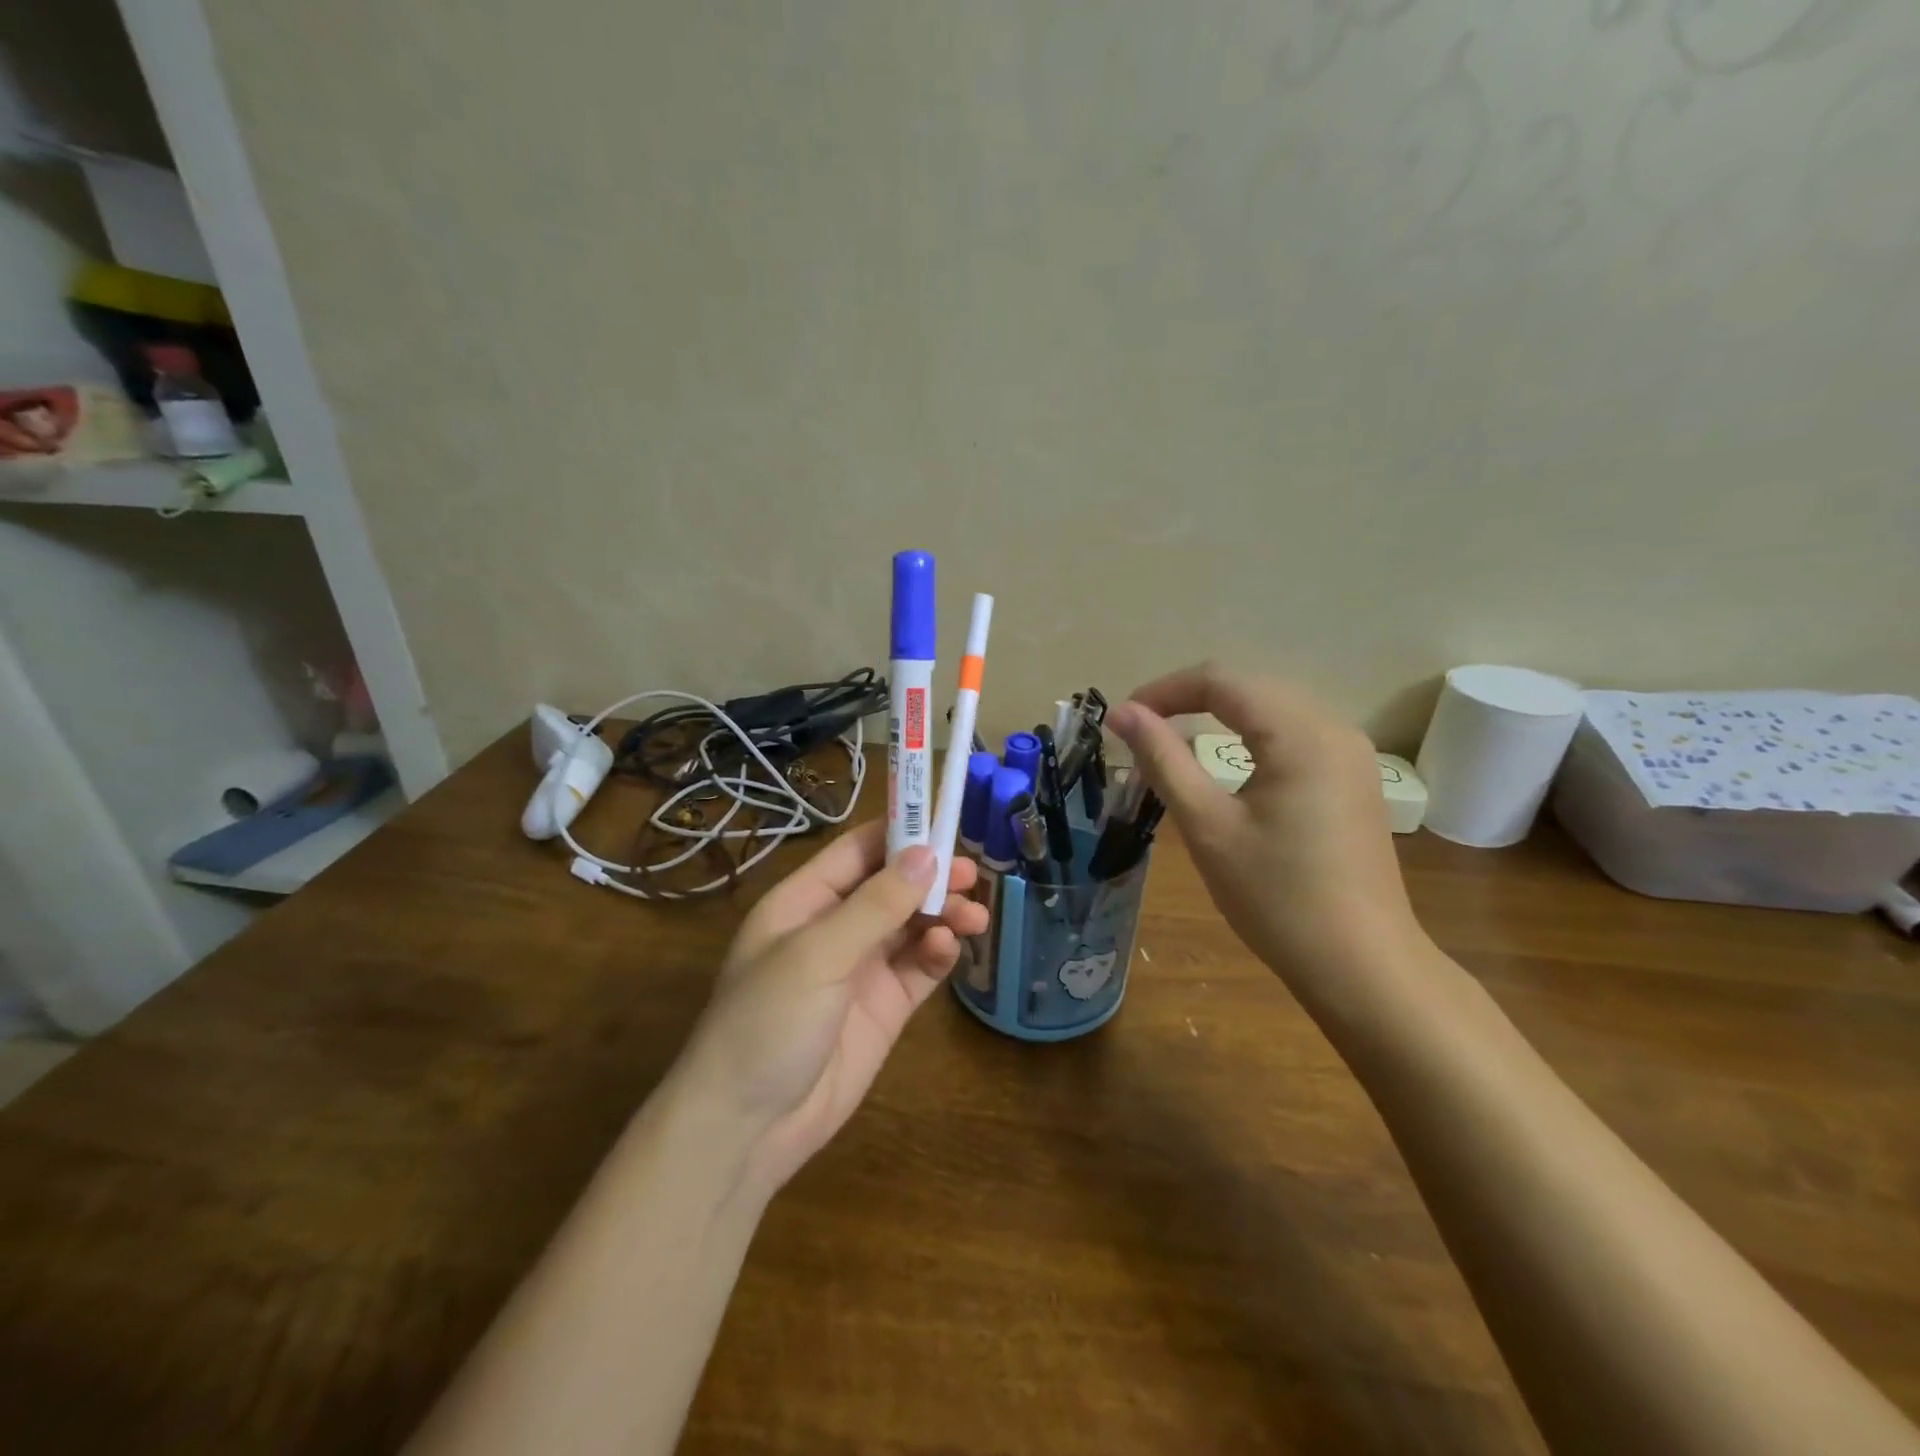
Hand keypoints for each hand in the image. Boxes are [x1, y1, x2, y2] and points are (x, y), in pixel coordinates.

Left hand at [672, 821, 988, 1193]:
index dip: (898, 833)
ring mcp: (860, 968)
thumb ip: (876, 905)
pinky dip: (937, 952)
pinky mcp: (884, 1007)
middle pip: (891, 886)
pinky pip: (918, 967)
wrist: (748, 1127)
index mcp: (804, 902)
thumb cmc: (768, 1021)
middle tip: (972, 873)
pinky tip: (949, 948)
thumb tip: (926, 853)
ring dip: (942, 914)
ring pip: (911, 924)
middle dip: (930, 876)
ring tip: (973, 914)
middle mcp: (834, 928)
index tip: (945, 821)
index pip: (856, 852)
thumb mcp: (818, 954)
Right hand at [1105, 663, 1426, 993]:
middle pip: (1251, 685)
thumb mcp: (1207, 825)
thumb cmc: (1275, 896)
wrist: (1360, 964)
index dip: (1165, 690)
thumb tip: (1121, 713)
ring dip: (1223, 712)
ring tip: (1177, 737)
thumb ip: (1162, 760)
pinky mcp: (1354, 778)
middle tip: (1144, 729)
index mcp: (1299, 733)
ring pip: (1275, 705)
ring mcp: (1352, 753)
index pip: (1221, 680)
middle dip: (1191, 697)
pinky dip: (1253, 733)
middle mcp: (1334, 728)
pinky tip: (1232, 758)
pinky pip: (1296, 732)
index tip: (1124, 719)